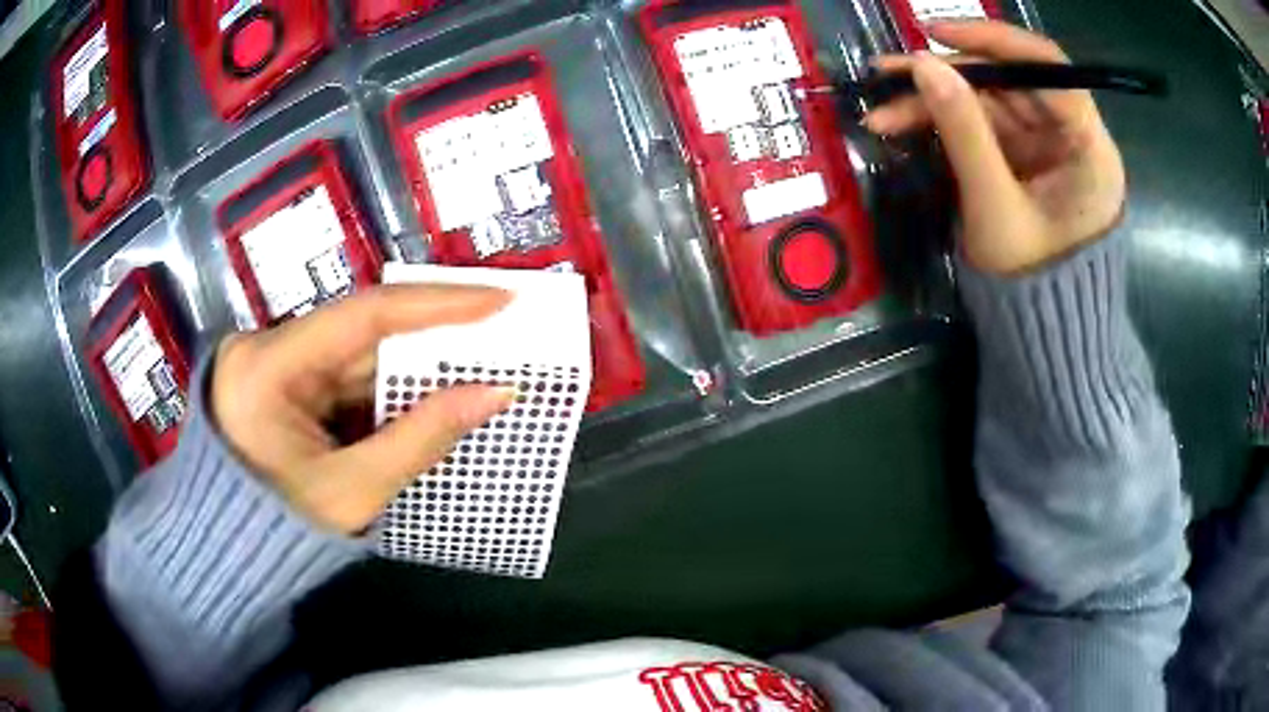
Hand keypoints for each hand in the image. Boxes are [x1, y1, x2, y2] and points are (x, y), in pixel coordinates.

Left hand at [211, 286, 515, 533]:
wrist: (231, 555)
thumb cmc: (280, 534)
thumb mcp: (354, 491)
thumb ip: (423, 438)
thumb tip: (496, 393)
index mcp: (267, 368)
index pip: (361, 317)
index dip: (436, 305)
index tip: (498, 298)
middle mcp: (267, 349)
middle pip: (361, 333)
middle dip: (430, 337)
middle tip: (499, 327)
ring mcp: (274, 364)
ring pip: (357, 356)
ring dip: (412, 367)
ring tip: (477, 361)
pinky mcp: (283, 384)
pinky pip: (346, 377)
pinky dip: (387, 390)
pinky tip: (429, 392)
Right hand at [864, 22, 1126, 275]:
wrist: (1040, 337)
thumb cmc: (1031, 286)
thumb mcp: (996, 210)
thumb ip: (964, 134)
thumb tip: (923, 64)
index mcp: (1089, 151)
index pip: (1050, 69)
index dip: (995, 41)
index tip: (936, 34)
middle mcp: (1072, 138)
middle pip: (1010, 82)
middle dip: (947, 76)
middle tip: (886, 74)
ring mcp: (1047, 146)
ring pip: (988, 101)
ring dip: (934, 101)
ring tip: (881, 112)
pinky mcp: (1024, 157)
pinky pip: (981, 124)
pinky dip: (943, 123)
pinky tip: (902, 126)